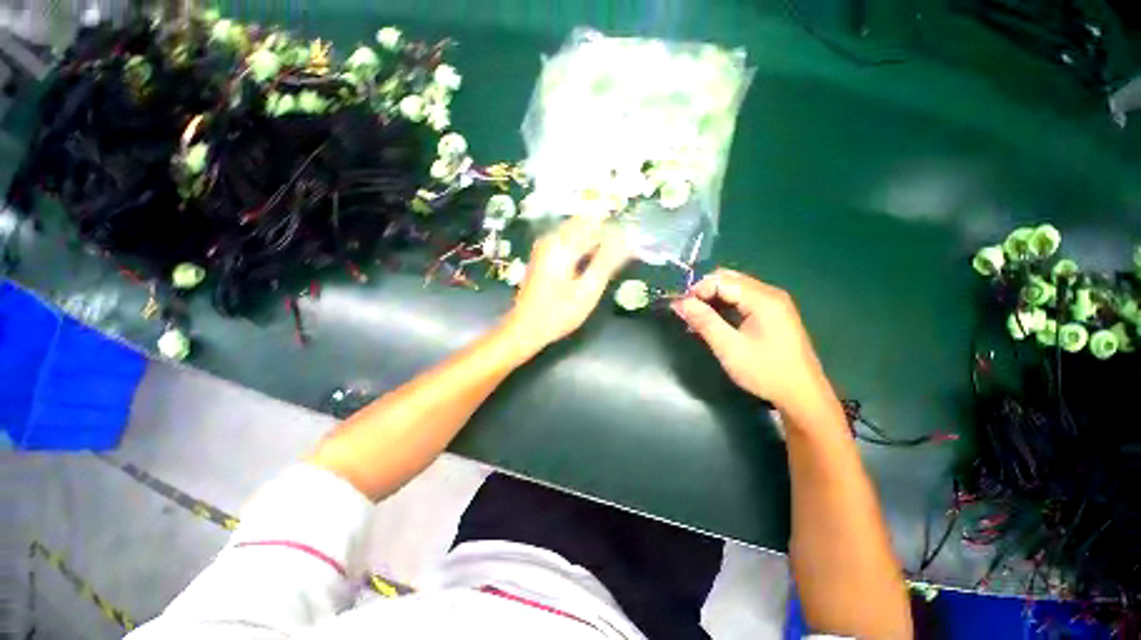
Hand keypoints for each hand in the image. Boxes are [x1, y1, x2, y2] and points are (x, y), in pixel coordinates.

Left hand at [503, 217, 629, 352]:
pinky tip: (590, 268)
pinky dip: (583, 252)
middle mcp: (551, 239)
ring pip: (577, 235)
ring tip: (609, 263)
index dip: (615, 229)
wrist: (525, 328)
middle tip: (622, 255)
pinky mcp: (543, 257)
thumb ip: (607, 262)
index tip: (630, 241)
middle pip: (584, 225)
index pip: (594, 222)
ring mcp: (545, 248)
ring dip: (595, 245)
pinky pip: (568, 244)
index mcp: (561, 243)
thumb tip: (628, 237)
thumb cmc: (558, 312)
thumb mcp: (587, 290)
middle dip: (605, 236)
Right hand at [672, 269, 831, 414]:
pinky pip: (743, 299)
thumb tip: (680, 303)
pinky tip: (716, 321)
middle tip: (689, 312)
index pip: (721, 280)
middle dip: (704, 292)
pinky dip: (725, 305)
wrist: (802, 395)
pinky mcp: (774, 314)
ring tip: (698, 318)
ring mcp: (774, 303)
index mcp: (763, 299)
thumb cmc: (765, 372)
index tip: (681, 308)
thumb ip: (704, 321)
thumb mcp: (729, 348)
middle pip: (729, 279)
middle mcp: (770, 294)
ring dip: (713, 299)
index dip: (698, 290)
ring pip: (735, 288)